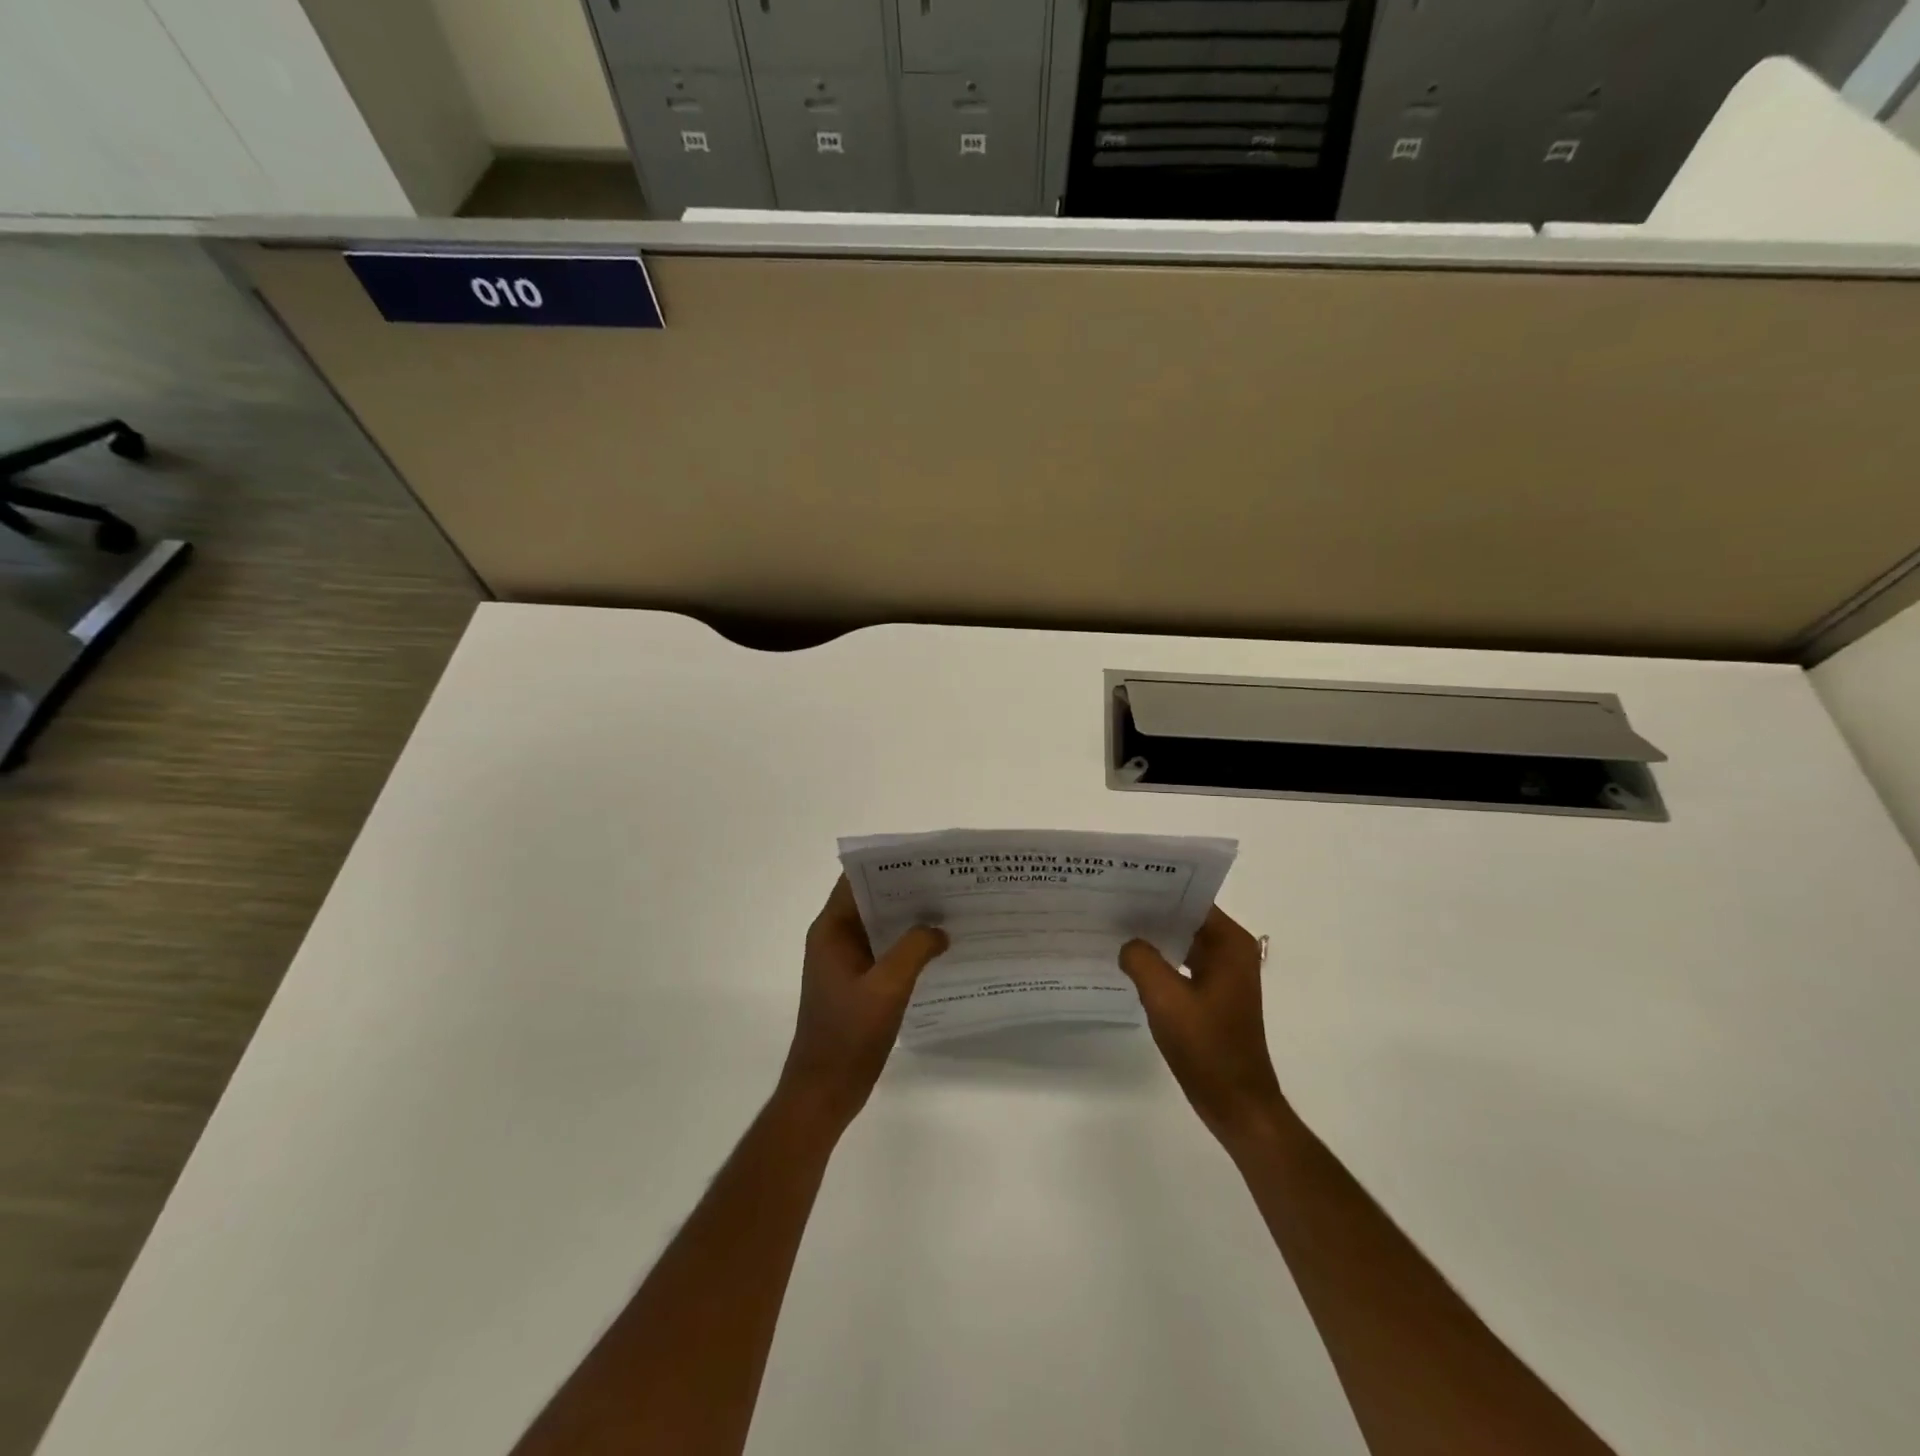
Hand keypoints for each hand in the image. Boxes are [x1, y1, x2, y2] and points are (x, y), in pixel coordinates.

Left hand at [778, 876, 947, 1131]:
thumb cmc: (848, 1036)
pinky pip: (884, 952)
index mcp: (831, 931)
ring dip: (909, 919)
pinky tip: (938, 947)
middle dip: (906, 890)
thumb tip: (939, 928)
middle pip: (871, 901)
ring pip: (880, 927)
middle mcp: (835, 939)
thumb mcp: (886, 988)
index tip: (924, 859)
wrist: (824, 1092)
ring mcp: (846, 963)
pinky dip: (907, 945)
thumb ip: (914, 950)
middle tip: (948, 882)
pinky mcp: (858, 984)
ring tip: (950, 909)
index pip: (856, 881)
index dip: (887, 866)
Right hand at [1118, 906, 1288, 1153]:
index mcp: (1230, 944)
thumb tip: (1128, 944)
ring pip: (1182, 942)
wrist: (1236, 1104)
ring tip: (1112, 928)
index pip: (1191, 899)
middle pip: (1186, 918)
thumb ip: (1141, 960)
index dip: (1157, 890)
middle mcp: (1232, 952)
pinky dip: (1160, 962)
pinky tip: (1129, 964)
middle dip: (1151, 912)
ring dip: (1154, 938)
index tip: (1121, 883)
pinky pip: (1182, 965)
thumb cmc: (1207, 1047)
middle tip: (1108, 903)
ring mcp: (1223, 975)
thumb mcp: (1165, 999)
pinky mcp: (1213, 996)